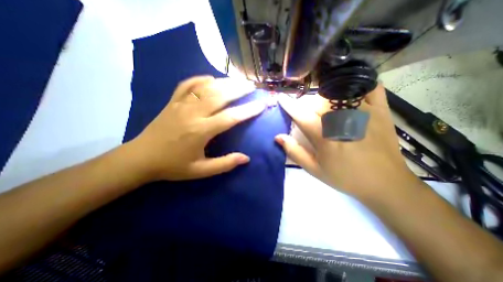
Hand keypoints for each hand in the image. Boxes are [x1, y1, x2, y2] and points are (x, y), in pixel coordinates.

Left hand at [128, 74, 264, 180]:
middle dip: (239, 89)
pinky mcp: (172, 101)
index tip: (261, 105)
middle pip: (220, 95)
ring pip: (206, 87)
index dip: (248, 111)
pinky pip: (187, 84)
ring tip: (238, 81)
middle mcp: (193, 113)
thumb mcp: (200, 171)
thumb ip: (224, 164)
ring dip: (224, 82)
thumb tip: (245, 158)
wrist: (140, 158)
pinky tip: (210, 78)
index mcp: (201, 131)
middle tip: (252, 86)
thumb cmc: (173, 166)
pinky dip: (200, 79)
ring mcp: (181, 104)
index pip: (231, 117)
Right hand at [274, 85, 416, 197]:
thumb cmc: (345, 177)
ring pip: (337, 92)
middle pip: (317, 100)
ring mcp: (363, 112)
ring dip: (325, 96)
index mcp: (324, 135)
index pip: (300, 114)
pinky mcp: (381, 110)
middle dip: (306, 104)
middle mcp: (341, 119)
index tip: (281, 98)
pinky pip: (369, 87)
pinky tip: (350, 91)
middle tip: (306, 112)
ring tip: (324, 106)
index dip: (288, 105)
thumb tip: (278, 137)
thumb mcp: (314, 169)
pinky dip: (358, 84)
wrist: (385, 183)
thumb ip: (294, 152)